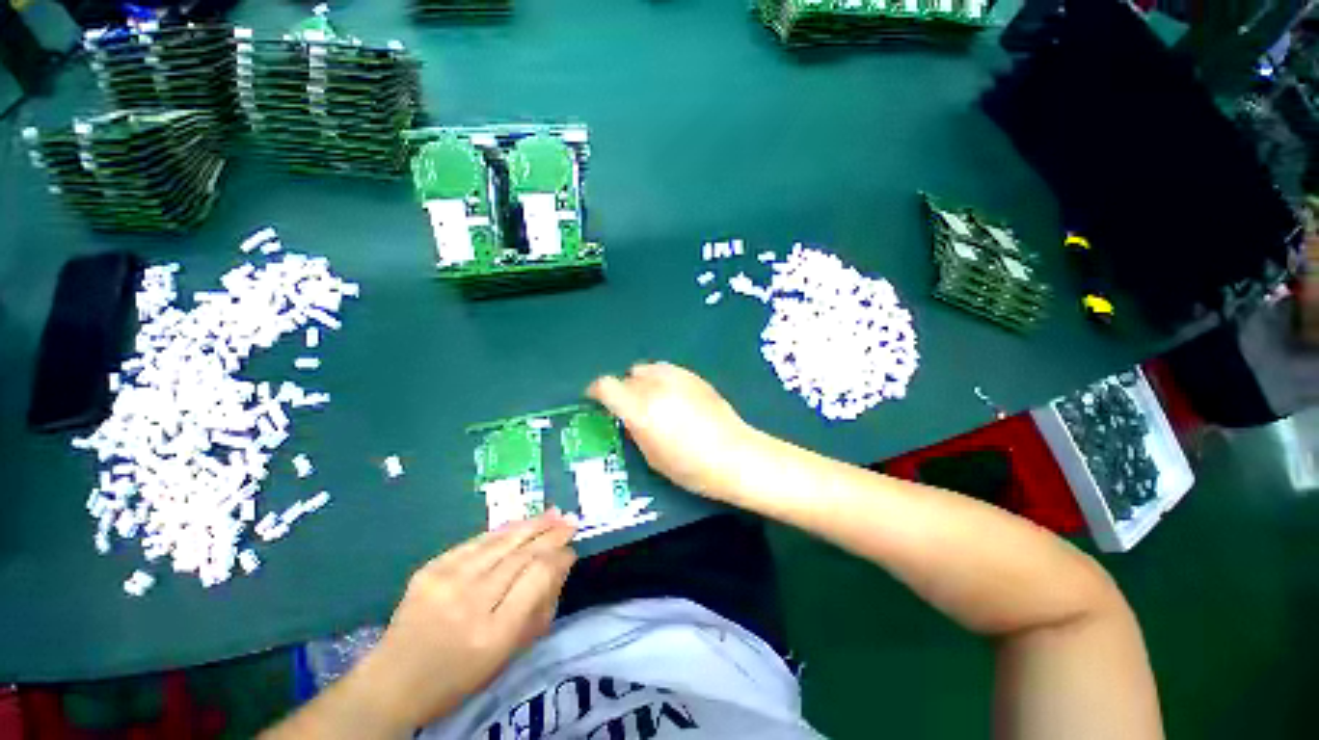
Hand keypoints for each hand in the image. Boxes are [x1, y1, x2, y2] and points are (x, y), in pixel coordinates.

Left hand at [348, 513, 576, 730]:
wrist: (394, 680)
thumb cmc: (459, 676)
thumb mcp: (508, 654)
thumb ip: (540, 608)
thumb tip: (563, 562)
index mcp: (493, 633)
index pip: (537, 577)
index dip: (558, 557)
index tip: (572, 549)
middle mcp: (471, 600)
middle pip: (521, 554)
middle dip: (550, 533)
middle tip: (571, 520)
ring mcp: (447, 580)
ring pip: (501, 541)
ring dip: (531, 524)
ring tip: (553, 513)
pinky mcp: (431, 567)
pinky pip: (477, 541)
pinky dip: (503, 531)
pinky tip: (520, 523)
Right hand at [587, 362, 760, 498]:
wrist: (735, 455)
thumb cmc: (690, 467)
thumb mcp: (652, 457)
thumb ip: (635, 430)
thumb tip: (628, 416)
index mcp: (640, 409)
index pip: (606, 386)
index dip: (596, 391)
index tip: (596, 400)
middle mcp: (655, 387)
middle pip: (627, 376)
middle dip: (623, 390)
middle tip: (631, 407)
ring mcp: (677, 378)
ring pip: (647, 368)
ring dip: (643, 381)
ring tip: (653, 399)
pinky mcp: (695, 376)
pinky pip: (668, 369)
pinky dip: (662, 379)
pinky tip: (674, 397)